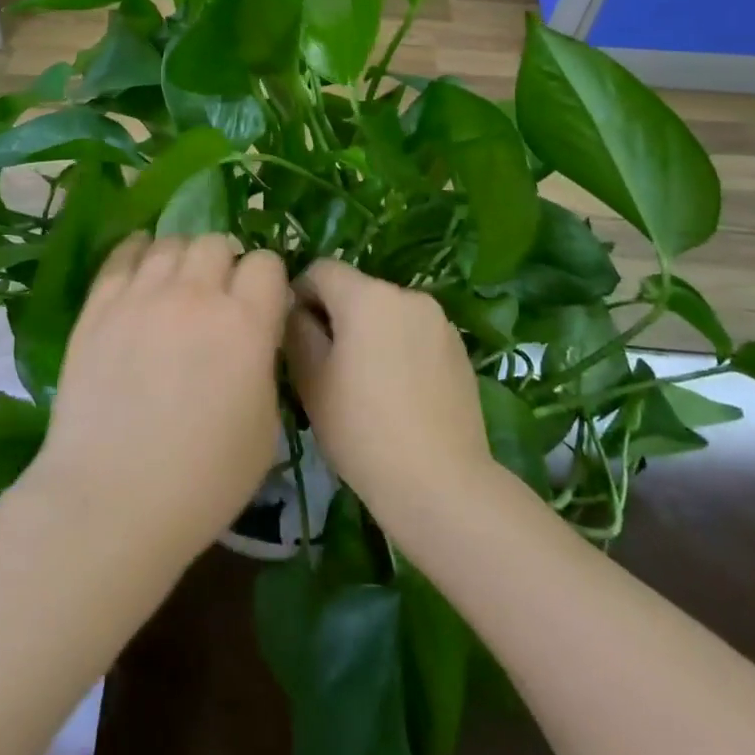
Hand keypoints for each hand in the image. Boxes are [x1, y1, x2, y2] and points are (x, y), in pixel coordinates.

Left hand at [33, 234, 290, 567]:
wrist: (111, 499)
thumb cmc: (202, 480)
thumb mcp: (265, 428)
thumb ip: (264, 365)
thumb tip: (254, 337)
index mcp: (245, 323)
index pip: (266, 263)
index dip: (267, 281)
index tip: (261, 304)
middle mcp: (195, 294)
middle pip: (217, 243)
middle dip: (226, 264)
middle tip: (218, 297)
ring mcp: (141, 295)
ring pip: (171, 242)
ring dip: (183, 258)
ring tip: (178, 285)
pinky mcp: (98, 305)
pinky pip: (122, 254)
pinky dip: (138, 251)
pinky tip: (141, 261)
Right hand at [287, 260, 491, 534]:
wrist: (440, 484)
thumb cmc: (362, 431)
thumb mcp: (311, 380)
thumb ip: (297, 331)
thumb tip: (297, 310)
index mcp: (367, 296)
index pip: (321, 270)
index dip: (299, 295)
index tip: (295, 336)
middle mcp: (406, 295)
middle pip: (356, 290)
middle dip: (336, 316)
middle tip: (326, 367)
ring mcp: (439, 321)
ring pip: (387, 313)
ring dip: (369, 332)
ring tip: (365, 385)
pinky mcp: (459, 349)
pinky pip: (415, 334)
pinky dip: (399, 350)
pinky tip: (398, 395)